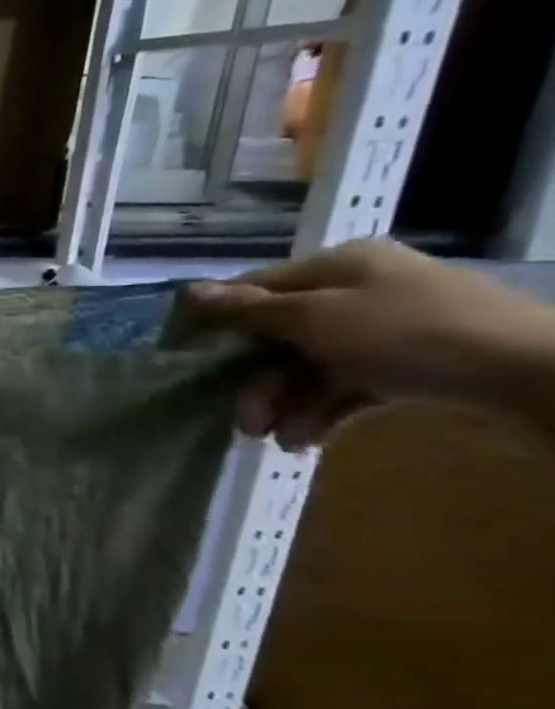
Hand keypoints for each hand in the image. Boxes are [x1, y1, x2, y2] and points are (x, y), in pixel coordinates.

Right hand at [186, 239, 554, 449]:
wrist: (538, 374)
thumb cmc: (411, 334)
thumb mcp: (315, 318)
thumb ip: (249, 310)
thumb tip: (189, 293)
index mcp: (339, 266)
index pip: (258, 289)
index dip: (221, 322)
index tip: (188, 357)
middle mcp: (361, 291)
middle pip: (284, 336)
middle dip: (258, 381)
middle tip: (244, 422)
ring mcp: (391, 330)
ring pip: (313, 367)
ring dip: (288, 403)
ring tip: (278, 441)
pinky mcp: (414, 367)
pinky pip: (350, 387)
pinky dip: (324, 412)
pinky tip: (308, 441)